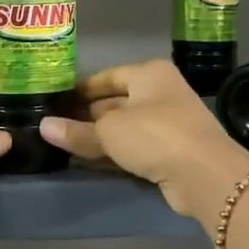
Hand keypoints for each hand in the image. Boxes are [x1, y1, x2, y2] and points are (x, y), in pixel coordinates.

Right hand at [39, 60, 248, 234]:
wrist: (204, 174)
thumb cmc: (155, 135)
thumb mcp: (109, 131)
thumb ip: (76, 131)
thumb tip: (43, 127)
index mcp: (149, 74)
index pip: (107, 77)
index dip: (80, 89)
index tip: (55, 101)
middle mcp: (161, 93)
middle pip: (116, 101)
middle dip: (87, 115)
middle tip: (55, 127)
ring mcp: (169, 123)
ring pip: (125, 127)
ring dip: (100, 137)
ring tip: (66, 145)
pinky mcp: (172, 151)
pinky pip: (136, 148)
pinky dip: (116, 153)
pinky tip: (92, 162)